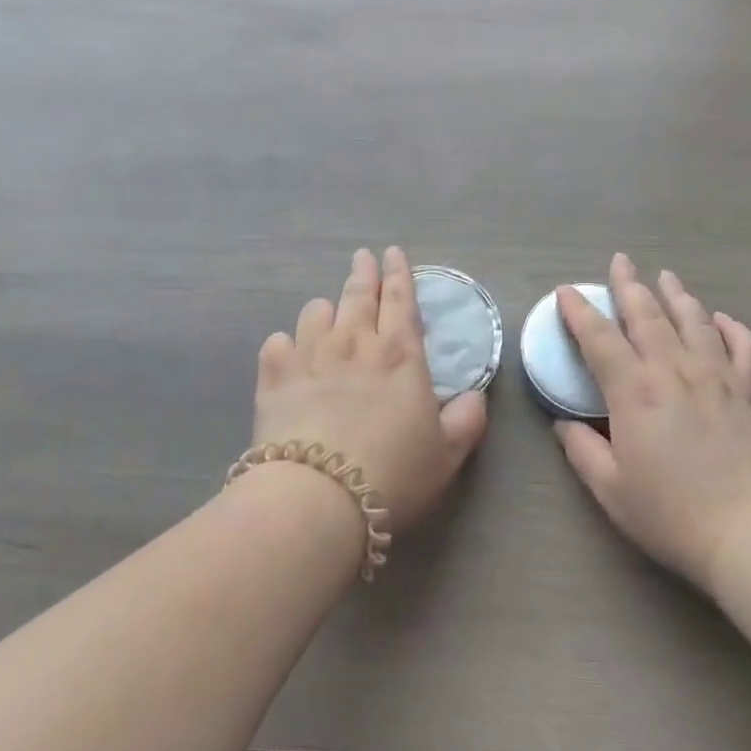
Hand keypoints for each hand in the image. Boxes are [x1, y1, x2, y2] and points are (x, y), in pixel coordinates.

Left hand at [256, 247, 488, 533]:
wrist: (318, 497)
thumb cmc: (392, 473)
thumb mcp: (447, 455)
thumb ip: (467, 420)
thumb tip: (476, 396)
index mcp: (399, 354)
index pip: (401, 299)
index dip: (399, 273)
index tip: (393, 252)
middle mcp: (354, 343)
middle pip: (358, 294)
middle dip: (363, 272)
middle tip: (363, 257)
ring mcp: (310, 355)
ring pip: (316, 311)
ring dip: (326, 309)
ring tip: (328, 314)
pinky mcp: (274, 376)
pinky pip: (277, 342)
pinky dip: (286, 344)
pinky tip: (289, 355)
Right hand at [555, 253, 750, 590]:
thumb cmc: (671, 514)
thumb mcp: (610, 489)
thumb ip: (581, 450)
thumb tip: (564, 423)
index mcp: (634, 390)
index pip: (599, 338)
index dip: (579, 311)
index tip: (566, 291)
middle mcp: (674, 370)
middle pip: (647, 315)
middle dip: (629, 284)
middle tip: (620, 260)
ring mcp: (717, 377)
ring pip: (694, 321)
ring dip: (676, 295)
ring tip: (666, 276)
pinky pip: (744, 348)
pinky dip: (732, 328)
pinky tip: (722, 319)